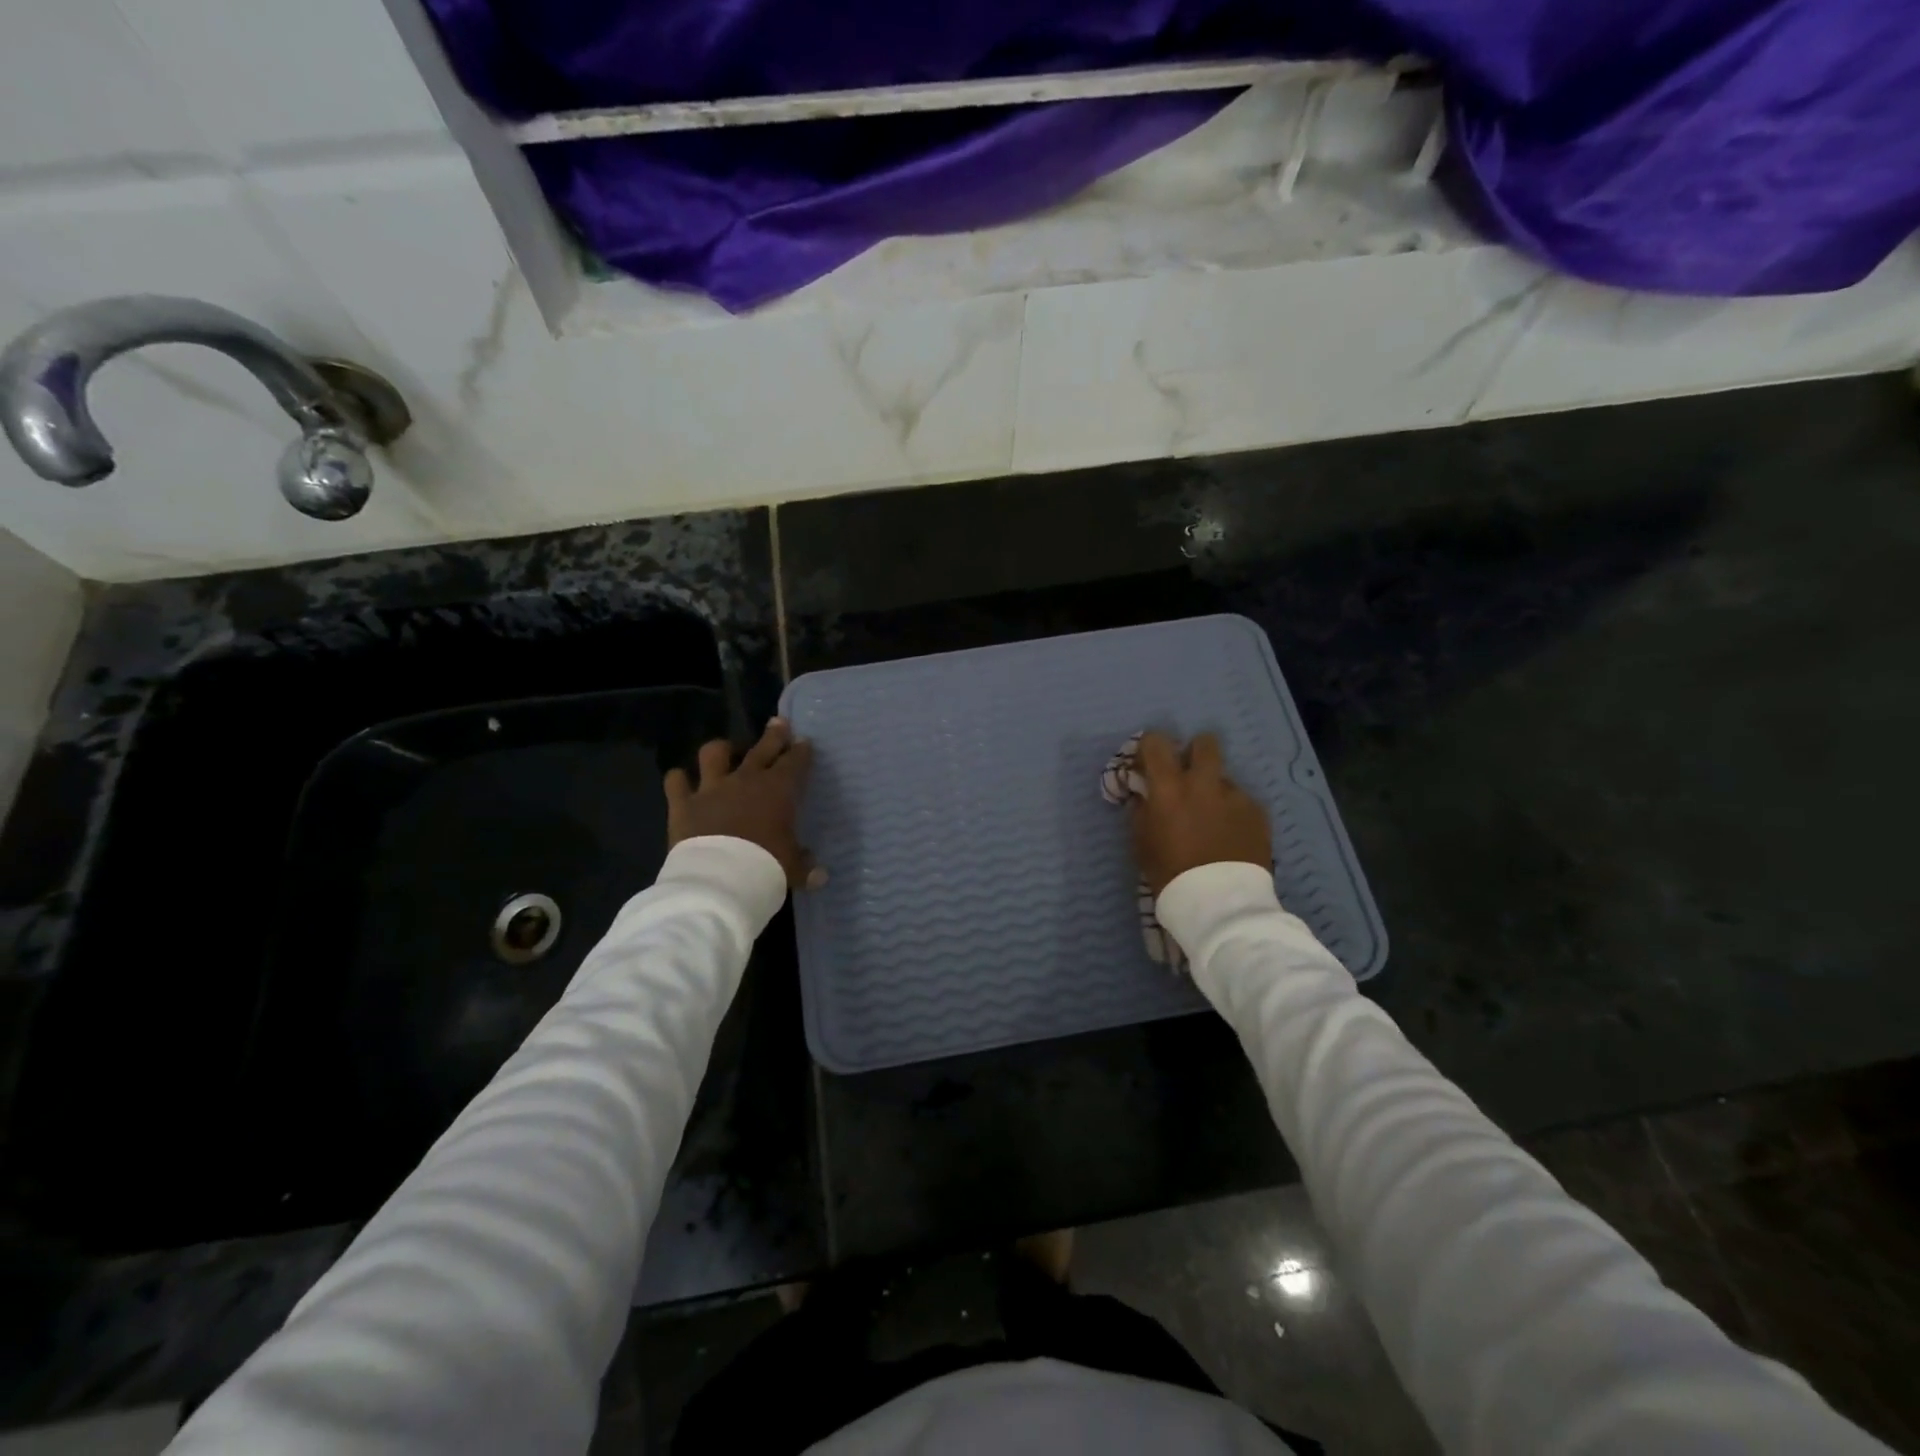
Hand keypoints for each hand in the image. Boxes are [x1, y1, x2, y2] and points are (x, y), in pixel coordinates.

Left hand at [666, 718, 821, 889]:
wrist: (719, 879)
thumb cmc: (766, 868)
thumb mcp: (792, 869)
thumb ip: (805, 867)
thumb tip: (820, 876)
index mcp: (778, 791)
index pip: (795, 762)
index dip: (801, 751)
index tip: (804, 742)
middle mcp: (745, 780)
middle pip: (762, 748)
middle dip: (774, 734)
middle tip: (778, 723)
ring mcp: (711, 788)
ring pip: (714, 753)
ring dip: (722, 749)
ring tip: (725, 750)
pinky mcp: (683, 803)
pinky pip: (676, 781)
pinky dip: (678, 780)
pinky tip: (680, 780)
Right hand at [1128, 731, 1271, 896]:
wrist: (1220, 902)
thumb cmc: (1170, 873)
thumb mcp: (1142, 842)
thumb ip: (1142, 810)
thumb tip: (1144, 794)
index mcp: (1169, 787)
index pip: (1156, 741)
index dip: (1151, 746)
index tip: (1149, 762)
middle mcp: (1204, 782)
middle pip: (1205, 743)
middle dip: (1196, 752)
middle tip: (1190, 774)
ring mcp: (1235, 796)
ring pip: (1225, 778)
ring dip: (1215, 790)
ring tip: (1213, 820)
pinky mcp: (1258, 813)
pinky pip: (1242, 802)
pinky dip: (1234, 813)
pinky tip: (1231, 837)